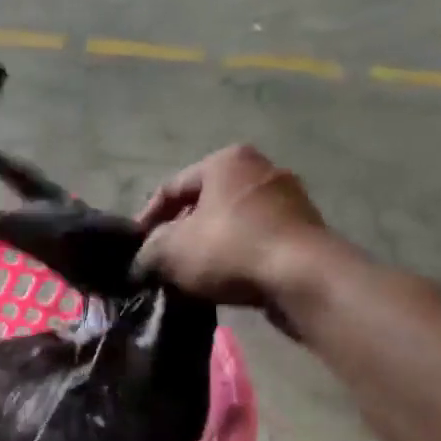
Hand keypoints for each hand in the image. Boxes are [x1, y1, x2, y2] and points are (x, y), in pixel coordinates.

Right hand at [132, 145, 333, 306]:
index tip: (136, 249)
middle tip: (162, 261)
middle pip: (204, 203)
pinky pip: (256, 240)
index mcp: (226, 161)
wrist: (302, 278)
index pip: (172, 187)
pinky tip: (223, 280)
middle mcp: (260, 169)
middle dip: (181, 232)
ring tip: (190, 275)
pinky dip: (236, 256)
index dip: (146, 219)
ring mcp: (288, 198)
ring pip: (231, 222)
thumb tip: (144, 259)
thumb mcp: (170, 249)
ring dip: (208, 246)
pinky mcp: (304, 230)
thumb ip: (148, 250)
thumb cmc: (230, 249)